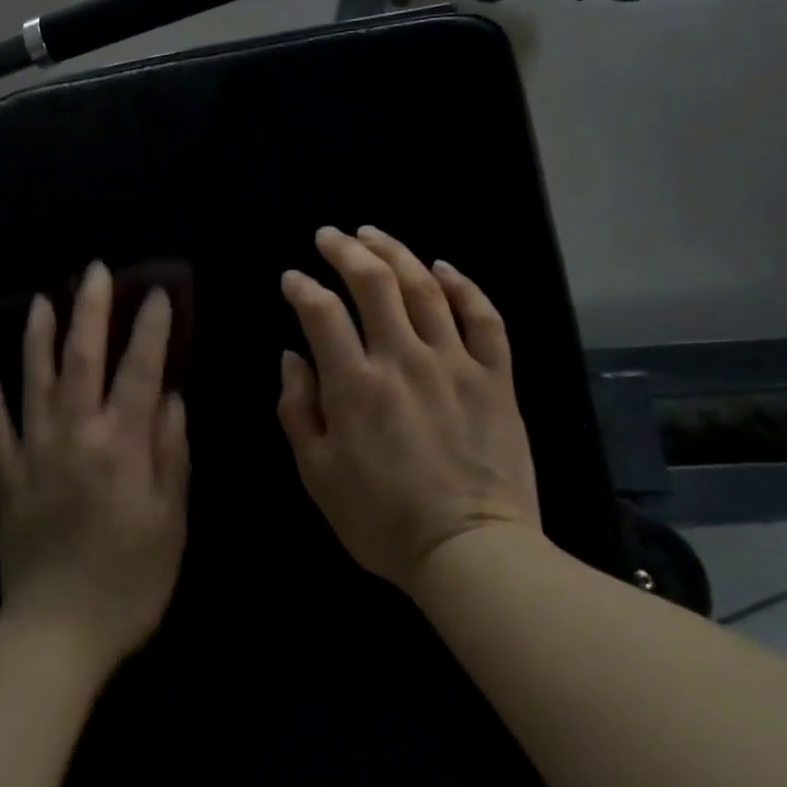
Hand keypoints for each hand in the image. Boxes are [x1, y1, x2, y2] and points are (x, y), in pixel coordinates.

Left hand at [0, 262, 189, 672]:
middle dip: (88, 311)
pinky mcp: (6, 478)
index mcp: (119, 446)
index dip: (148, 330)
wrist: (54, 634)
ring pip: (32, 382)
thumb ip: (171, 454)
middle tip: (92, 271)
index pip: (138, 372)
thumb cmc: (128, 581)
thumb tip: (170, 398)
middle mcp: (74, 436)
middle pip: (80, 361)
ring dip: (36, 337)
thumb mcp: (171, 522)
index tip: (156, 294)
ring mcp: (34, 453)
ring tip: (39, 299)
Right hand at [278, 226, 540, 590]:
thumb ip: (297, 408)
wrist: (471, 552)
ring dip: (396, 252)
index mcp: (354, 384)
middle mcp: (403, 359)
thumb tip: (291, 356)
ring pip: (425, 287)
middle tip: (330, 235)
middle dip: (346, 250)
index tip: (292, 279)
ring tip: (373, 234)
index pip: (321, 312)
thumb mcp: (317, 473)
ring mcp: (455, 363)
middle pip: (374, 282)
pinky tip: (444, 266)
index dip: (301, 287)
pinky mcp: (495, 377)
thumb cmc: (382, 519)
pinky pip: (484, 317)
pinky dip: (464, 285)